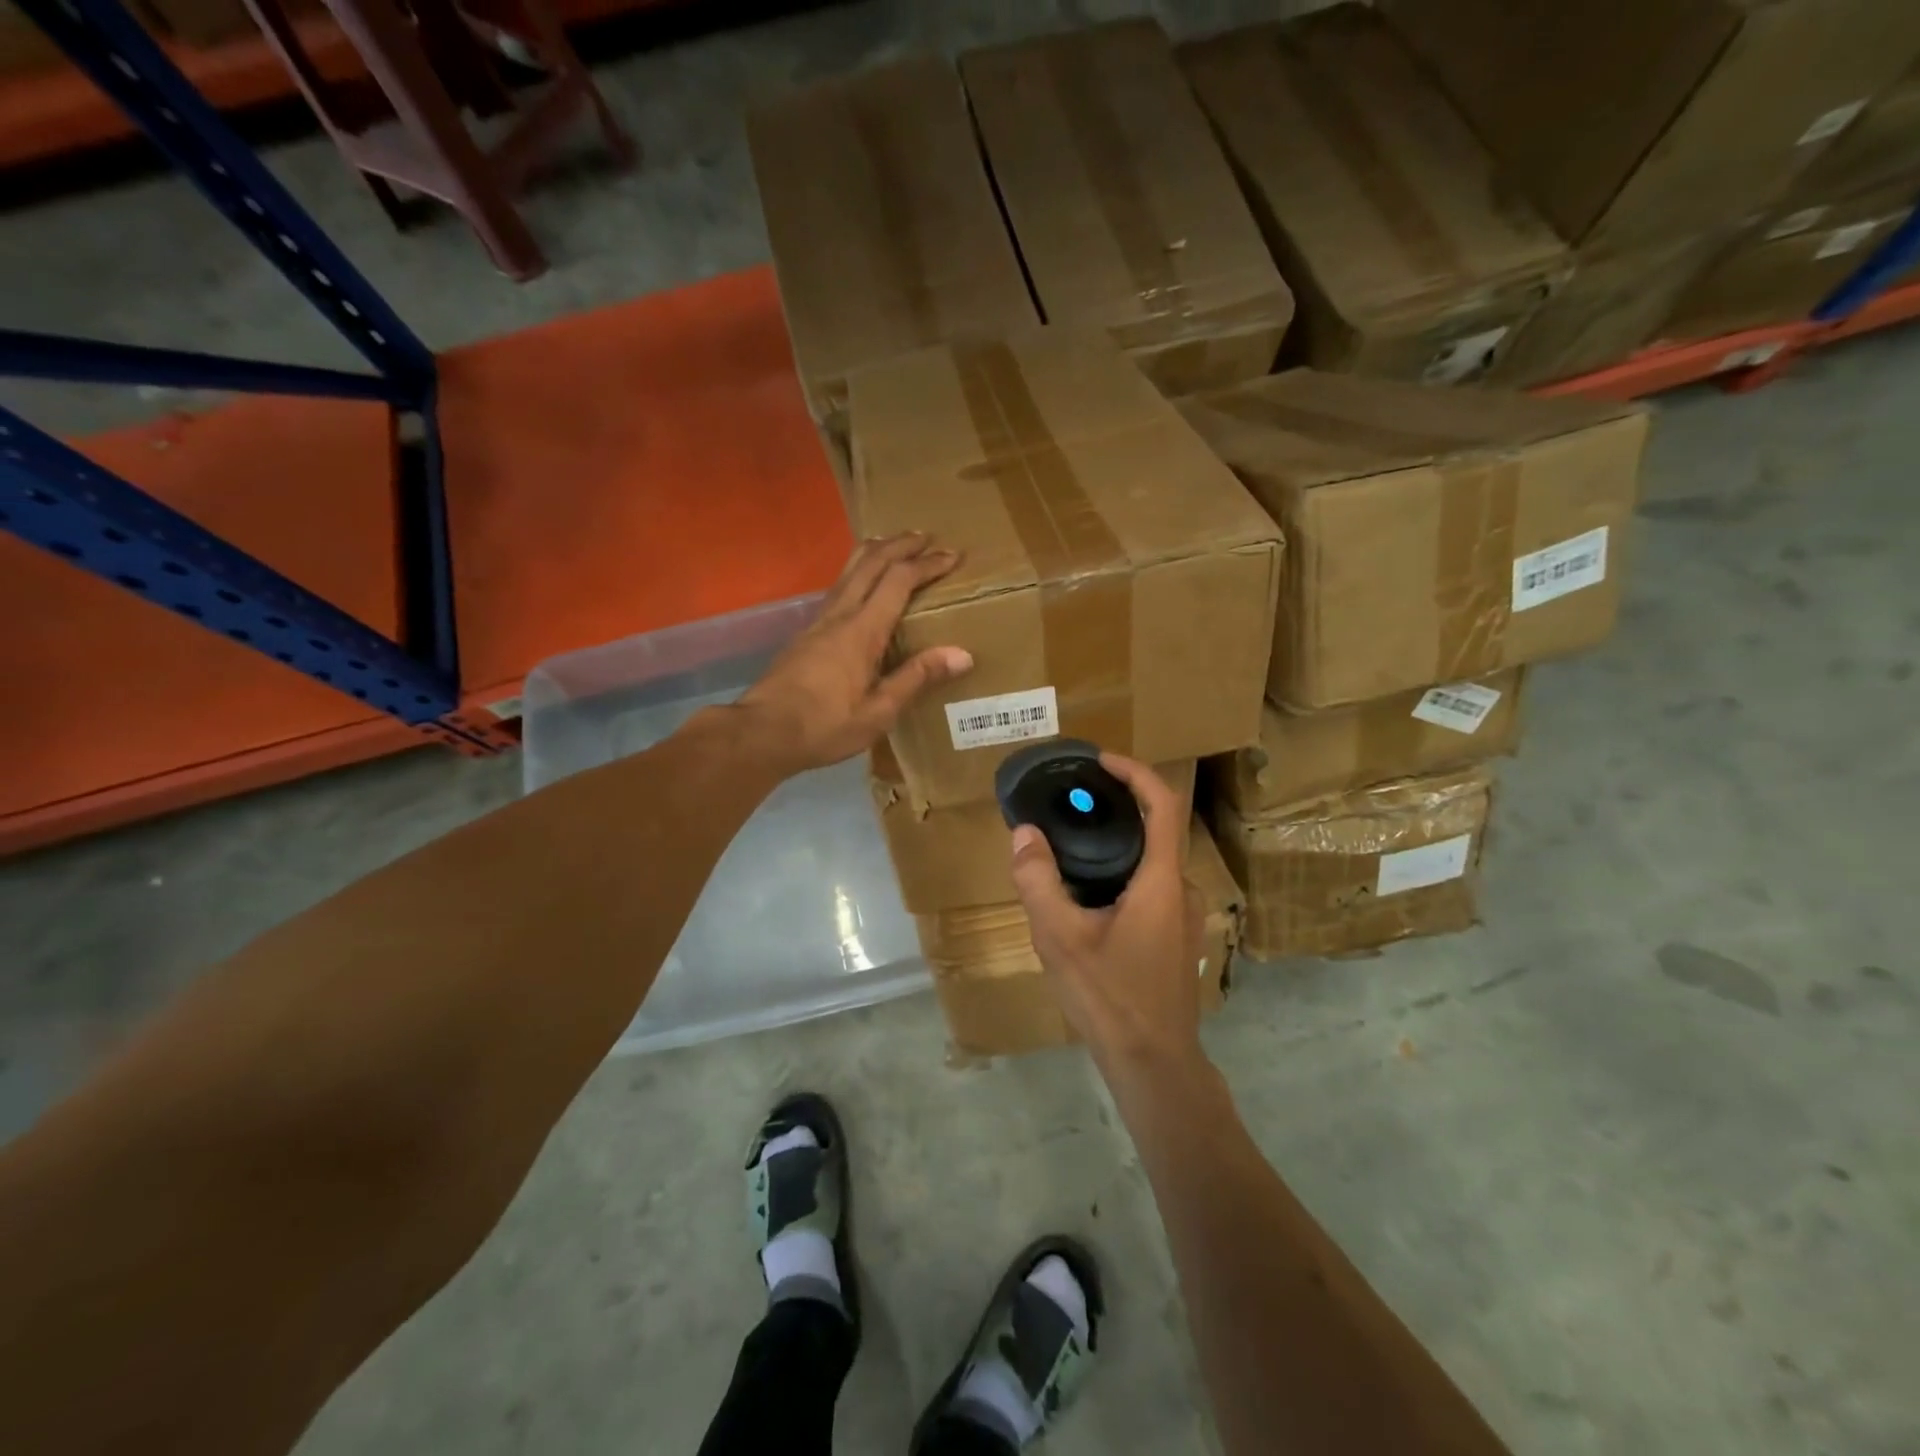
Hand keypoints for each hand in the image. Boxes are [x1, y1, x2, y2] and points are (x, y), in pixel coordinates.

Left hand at [736, 533, 971, 773]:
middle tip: (927, 537)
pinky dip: (859, 572)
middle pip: (870, 562)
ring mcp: (819, 620)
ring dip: (876, 552)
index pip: (898, 581)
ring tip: (895, 546)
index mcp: (862, 630)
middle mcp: (840, 614)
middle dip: (901, 545)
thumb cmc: (825, 726)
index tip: (952, 555)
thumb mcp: (879, 711)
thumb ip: (917, 678)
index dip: (926, 564)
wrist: (762, 731)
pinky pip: (839, 586)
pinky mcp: (806, 632)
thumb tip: (962, 654)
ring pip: (849, 570)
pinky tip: (863, 585)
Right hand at [1009, 755, 1205, 1073]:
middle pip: (1157, 830)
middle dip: (1119, 806)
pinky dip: (1125, 869)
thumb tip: (1024, 834)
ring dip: (1120, 842)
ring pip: (1154, 862)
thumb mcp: (1060, 937)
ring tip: (1074, 842)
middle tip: (1074, 802)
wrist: (1154, 1064)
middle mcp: (1183, 891)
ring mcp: (1186, 917)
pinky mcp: (1177, 937)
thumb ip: (1038, 881)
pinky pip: (1153, 886)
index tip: (1101, 762)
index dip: (1135, 773)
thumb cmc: (1110, 997)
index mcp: (1162, 881)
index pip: (1162, 805)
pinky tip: (1090, 892)